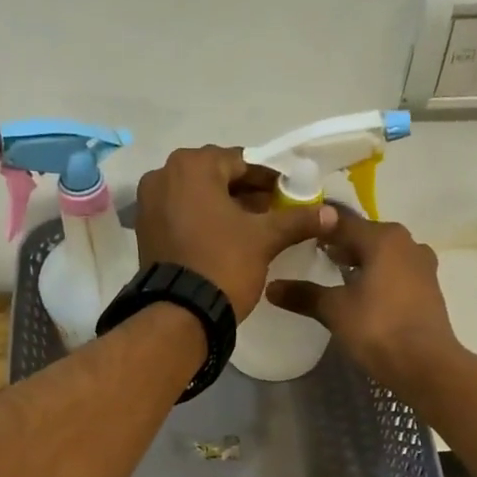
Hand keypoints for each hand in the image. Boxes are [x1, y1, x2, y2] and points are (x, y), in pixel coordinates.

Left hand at [135, 147, 336, 318]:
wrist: (181, 314)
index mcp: (192, 165)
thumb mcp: (265, 239)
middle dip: (245, 193)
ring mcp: (149, 203)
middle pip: (216, 177)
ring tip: (252, 229)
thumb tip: (332, 214)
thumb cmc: (224, 264)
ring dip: (224, 207)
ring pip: (197, 197)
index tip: (287, 196)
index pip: (241, 162)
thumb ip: (297, 220)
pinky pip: (180, 215)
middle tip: (272, 213)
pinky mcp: (145, 230)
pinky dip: (202, 221)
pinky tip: (224, 240)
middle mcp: (163, 175)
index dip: (269, 180)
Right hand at [267, 208, 461, 393]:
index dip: (318, 228)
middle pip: (365, 236)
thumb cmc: (378, 328)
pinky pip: (396, 273)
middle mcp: (407, 243)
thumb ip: (304, 295)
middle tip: (313, 254)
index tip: (297, 233)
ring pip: (383, 255)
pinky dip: (377, 277)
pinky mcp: (428, 289)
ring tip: (335, 274)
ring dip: (361, 261)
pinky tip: (362, 293)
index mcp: (383, 238)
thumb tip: (271, 287)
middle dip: (340, 244)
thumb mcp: (335, 310)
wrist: (426, 364)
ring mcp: (422, 265)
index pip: (341, 222)